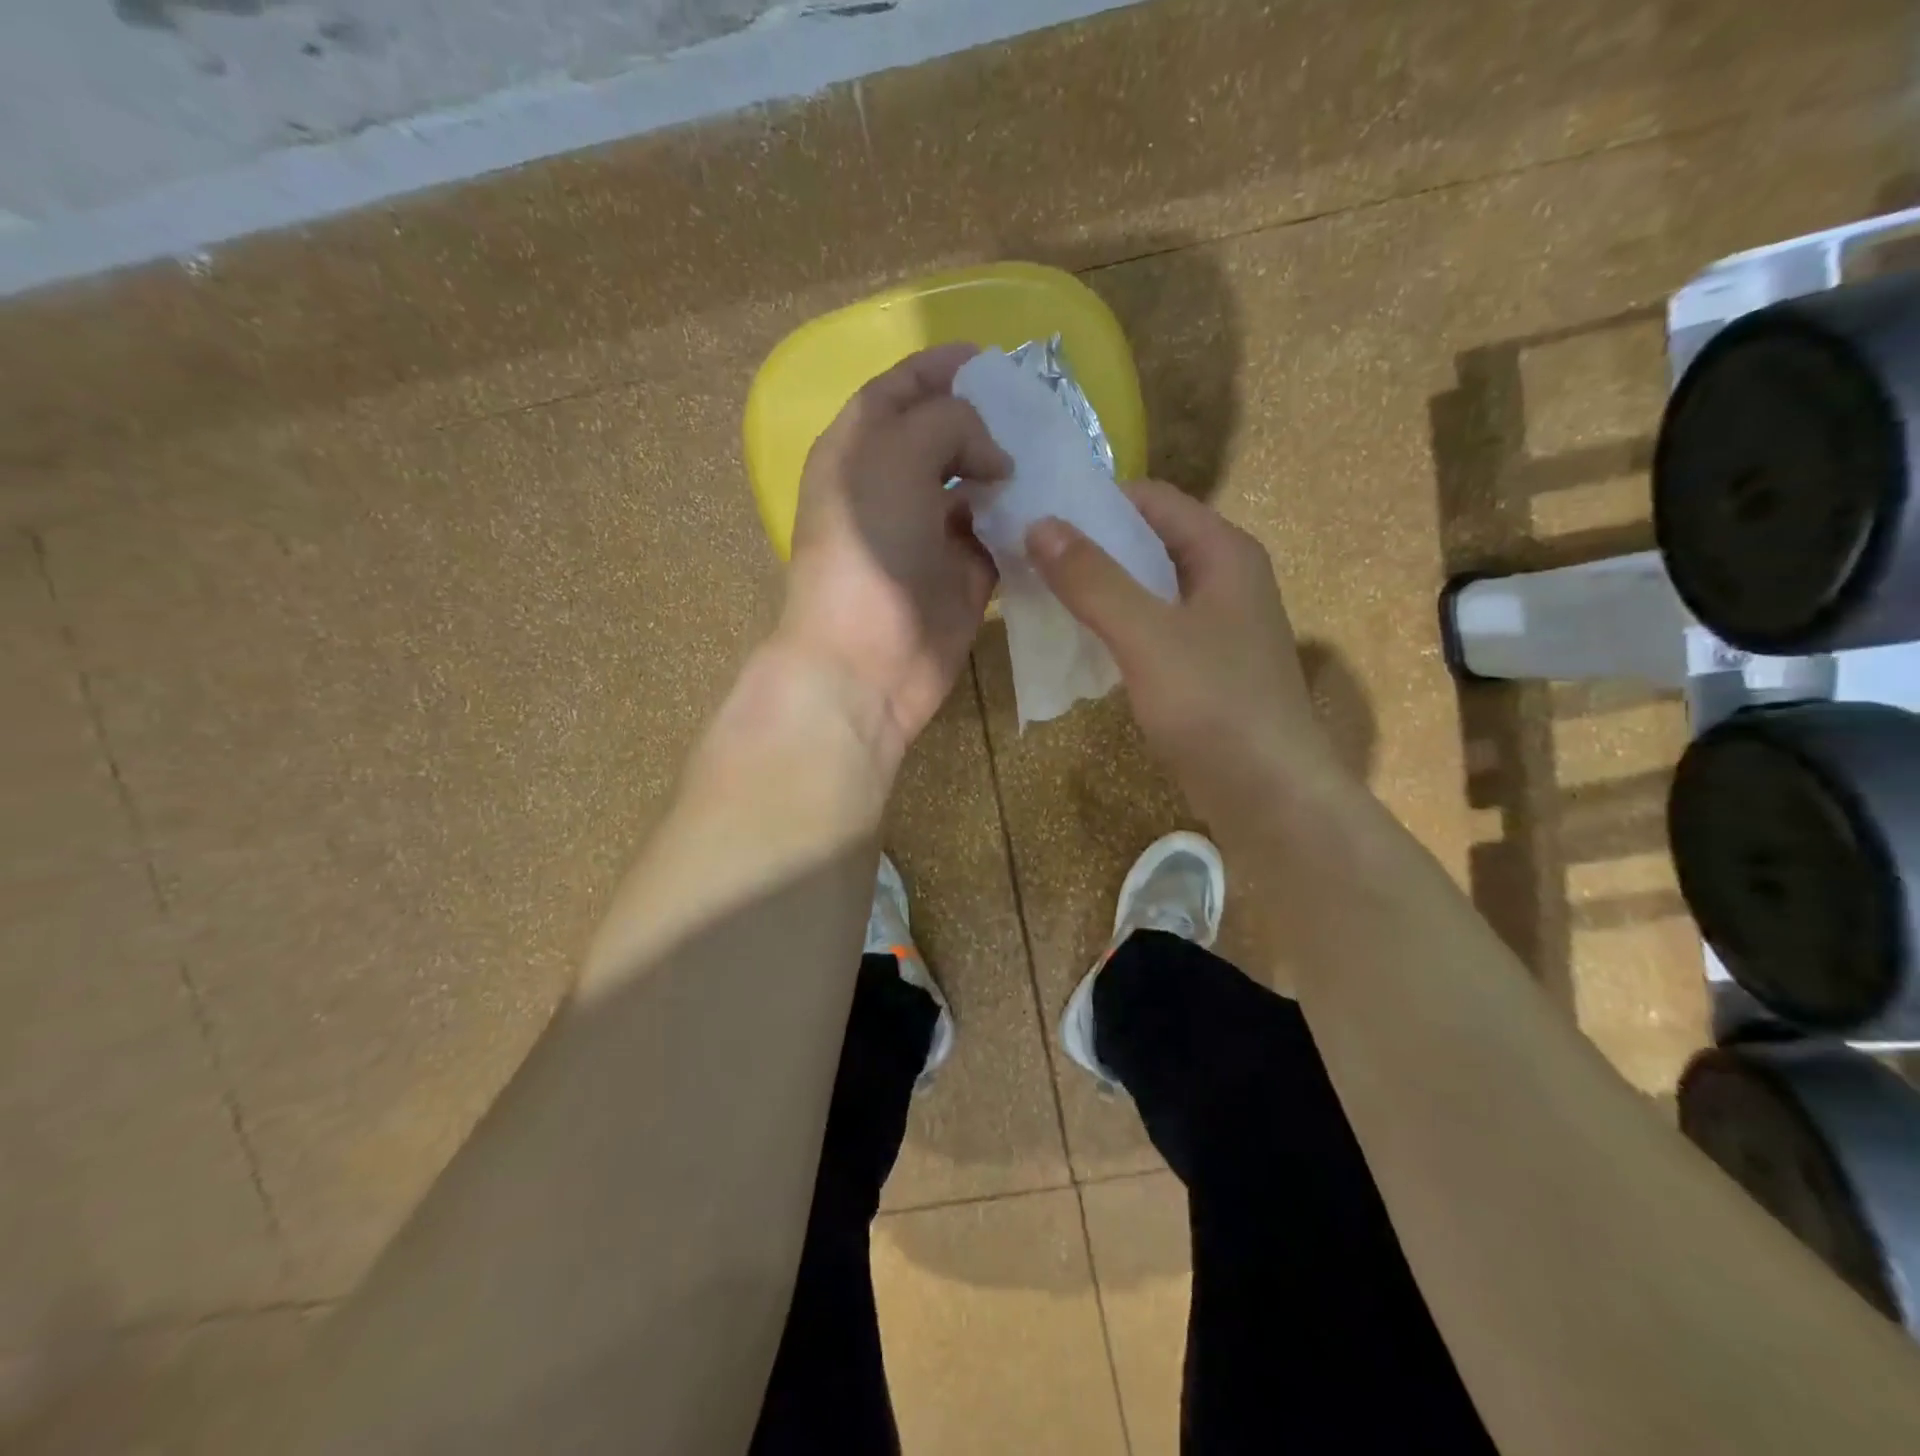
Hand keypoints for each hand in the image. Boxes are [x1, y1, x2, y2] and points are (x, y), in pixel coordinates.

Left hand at [777, 344, 1010, 767]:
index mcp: (860, 450)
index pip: (901, 391)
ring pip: (977, 488)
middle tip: (1037, 415)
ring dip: (1011, 473)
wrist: (866, 658)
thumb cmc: (870, 547)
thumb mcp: (895, 455)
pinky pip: (999, 537)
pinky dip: (1022, 524)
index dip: (942, 369)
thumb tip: (992, 457)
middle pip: (944, 437)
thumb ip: (948, 423)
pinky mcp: (962, 576)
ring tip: (1055, 456)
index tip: (994, 360)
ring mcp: (929, 534)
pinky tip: (1051, 510)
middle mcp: (893, 487)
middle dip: (987, 422)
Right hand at [1026, 481, 1350, 829]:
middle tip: (1026, 553)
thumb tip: (1040, 524)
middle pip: (1148, 540)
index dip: (1095, 500)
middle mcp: (1224, 577)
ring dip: (1098, 586)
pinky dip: (1114, 624)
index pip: (1151, 499)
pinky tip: (1077, 637)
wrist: (1268, 792)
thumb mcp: (1147, 635)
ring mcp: (1215, 623)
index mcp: (1223, 552)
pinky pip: (1150, 626)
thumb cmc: (1214, 704)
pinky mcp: (1202, 664)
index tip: (1036, 513)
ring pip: (1146, 586)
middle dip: (1090, 545)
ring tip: (1039, 590)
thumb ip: (1093, 579)